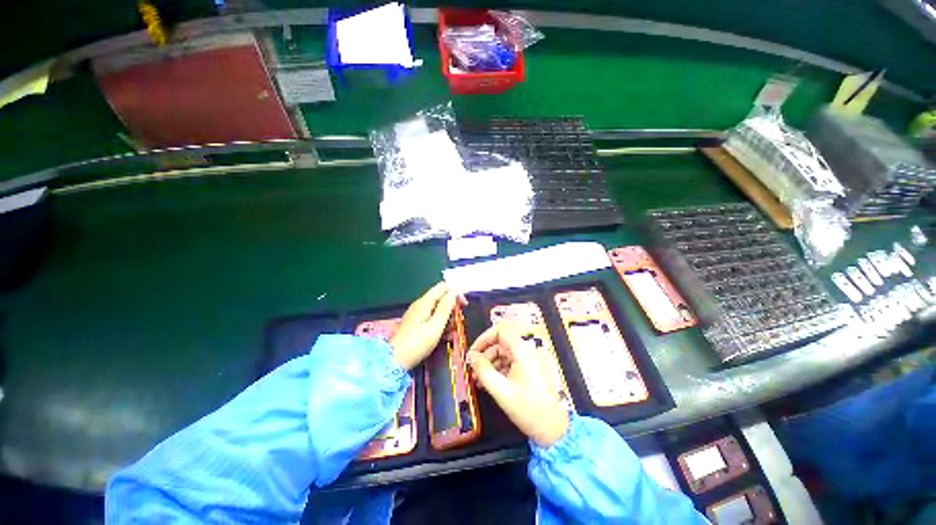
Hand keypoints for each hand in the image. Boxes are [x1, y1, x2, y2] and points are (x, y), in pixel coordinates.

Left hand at [390, 282, 458, 369]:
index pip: (443, 287)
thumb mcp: (435, 326)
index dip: (456, 292)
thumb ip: (446, 307)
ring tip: (452, 330)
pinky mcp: (414, 322)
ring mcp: (416, 313)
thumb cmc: (416, 344)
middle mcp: (420, 304)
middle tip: (459, 320)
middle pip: (440, 296)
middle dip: (452, 305)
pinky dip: (439, 322)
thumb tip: (455, 291)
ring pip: (436, 307)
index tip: (465, 304)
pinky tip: (443, 334)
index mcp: (425, 302)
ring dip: (447, 316)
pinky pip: (431, 316)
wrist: (393, 361)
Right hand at [467, 324, 570, 446]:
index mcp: (522, 350)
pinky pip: (511, 362)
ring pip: (504, 353)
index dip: (484, 338)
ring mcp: (530, 359)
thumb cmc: (529, 409)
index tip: (473, 353)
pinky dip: (500, 369)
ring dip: (491, 364)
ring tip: (480, 380)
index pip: (500, 330)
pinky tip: (491, 383)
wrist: (554, 430)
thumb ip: (482, 370)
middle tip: (474, 370)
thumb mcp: (500, 390)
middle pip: (501, 342)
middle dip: (485, 355)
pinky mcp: (531, 368)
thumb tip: (471, 356)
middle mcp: (527, 350)